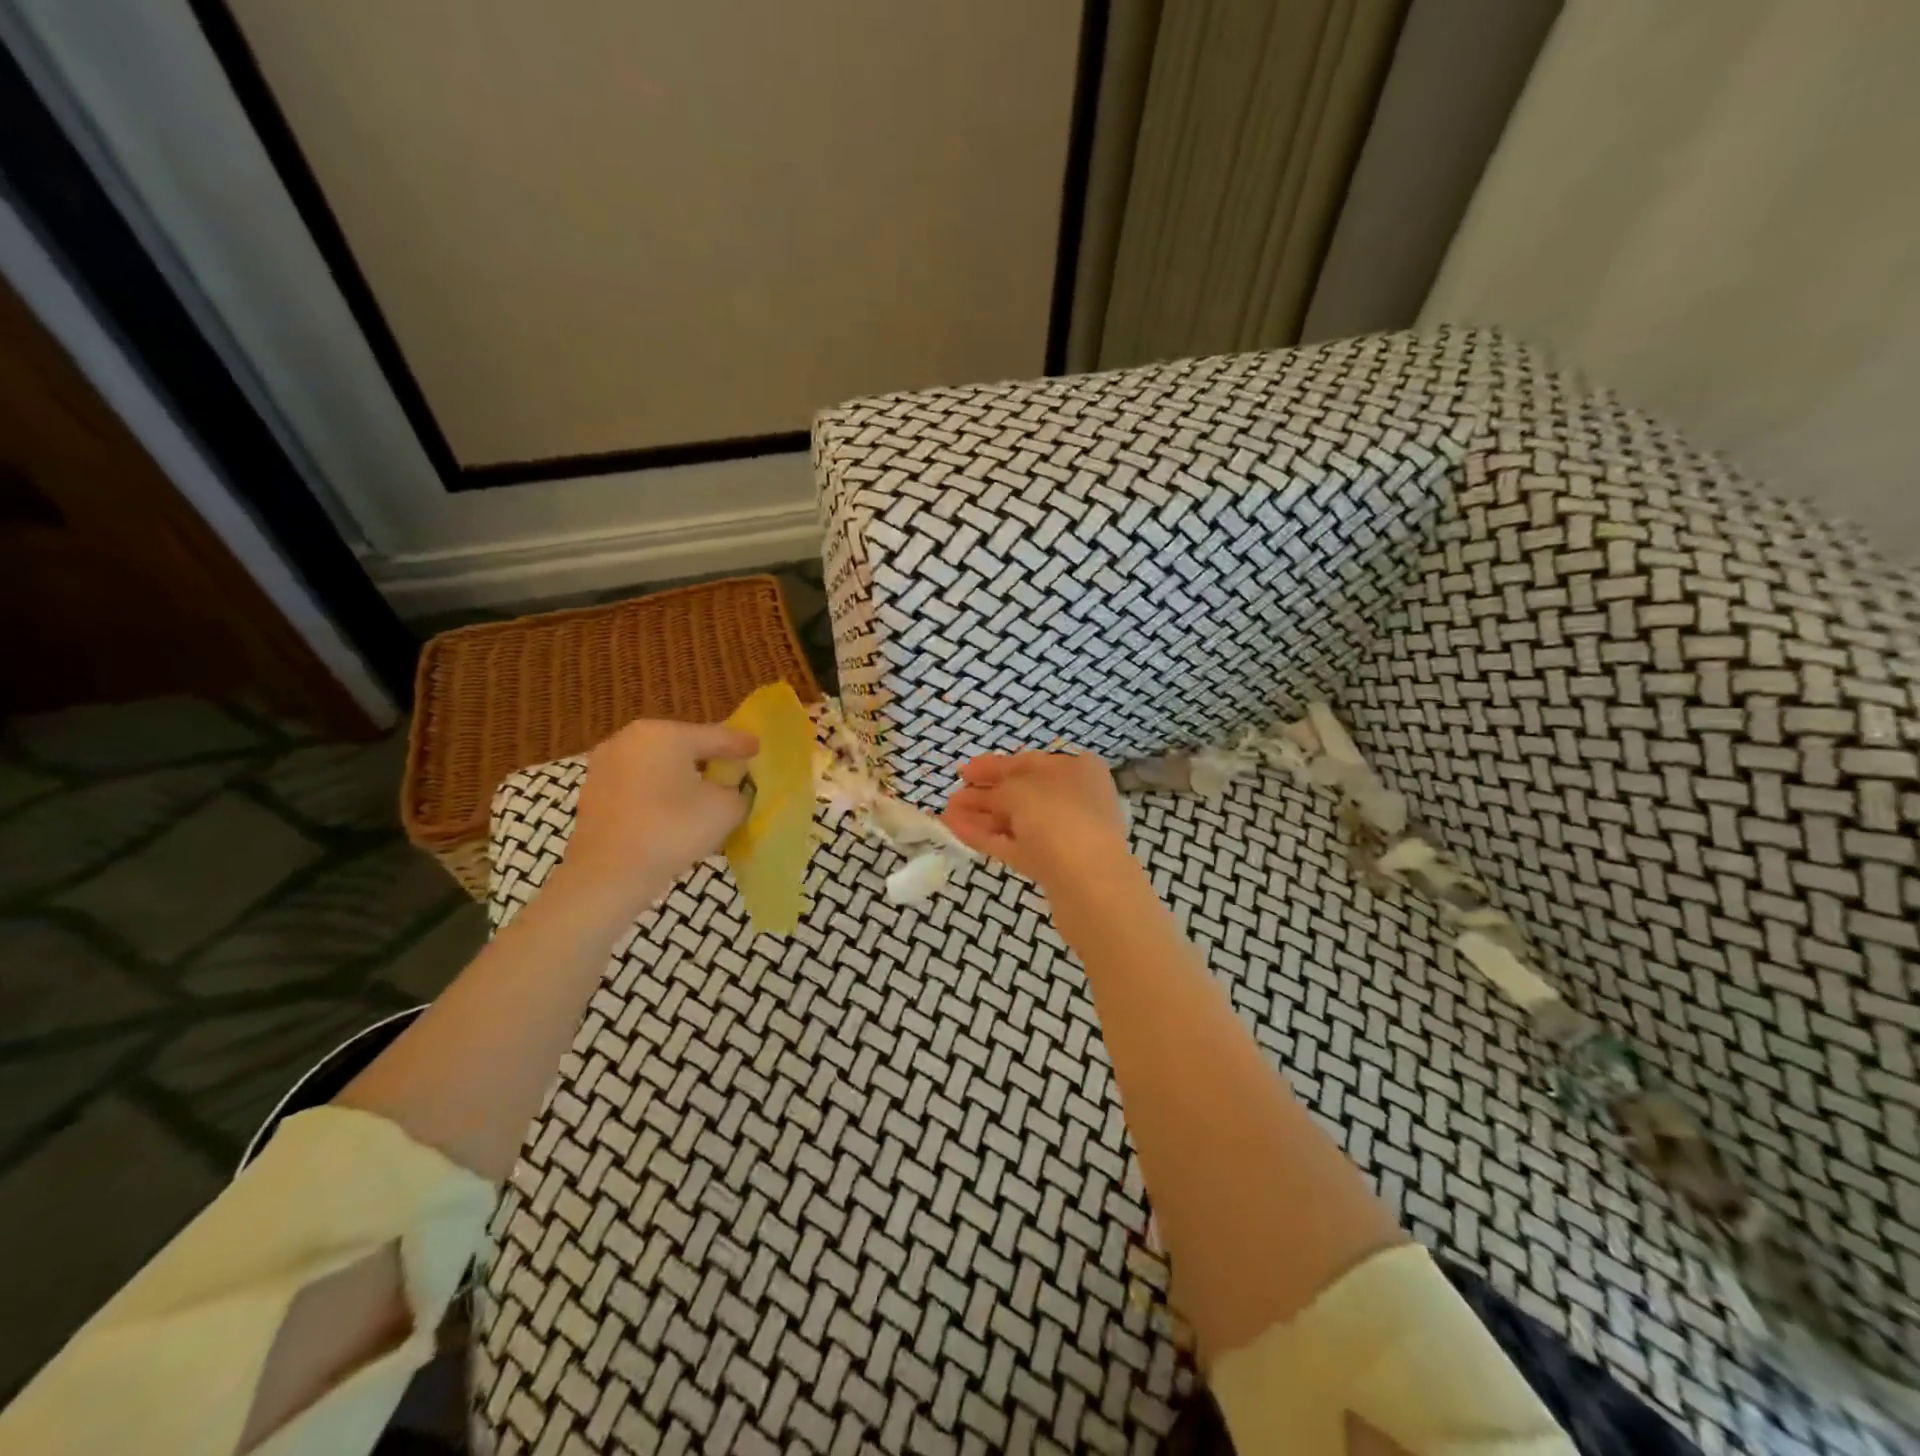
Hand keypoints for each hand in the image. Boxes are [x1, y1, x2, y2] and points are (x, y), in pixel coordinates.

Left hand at [553, 718, 757, 916]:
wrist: (608, 874)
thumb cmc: (672, 830)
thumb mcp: (725, 809)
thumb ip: (736, 792)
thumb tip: (731, 792)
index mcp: (665, 734)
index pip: (714, 736)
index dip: (740, 744)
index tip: (757, 746)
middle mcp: (630, 739)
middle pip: (682, 746)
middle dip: (707, 758)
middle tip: (731, 769)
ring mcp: (605, 765)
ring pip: (657, 765)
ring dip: (680, 776)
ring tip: (703, 793)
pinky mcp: (593, 793)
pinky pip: (638, 785)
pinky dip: (657, 793)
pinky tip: (672, 811)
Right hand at [944, 751, 1132, 894]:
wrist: (1090, 884)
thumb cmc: (1058, 819)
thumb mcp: (1020, 791)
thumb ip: (997, 790)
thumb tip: (982, 797)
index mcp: (1075, 769)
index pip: (1027, 762)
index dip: (992, 766)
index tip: (963, 771)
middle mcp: (1073, 798)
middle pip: (1020, 793)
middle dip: (984, 794)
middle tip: (952, 796)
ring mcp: (1064, 834)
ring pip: (1016, 821)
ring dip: (981, 816)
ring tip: (947, 814)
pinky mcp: (1052, 865)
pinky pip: (1015, 844)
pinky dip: (987, 836)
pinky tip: (957, 831)